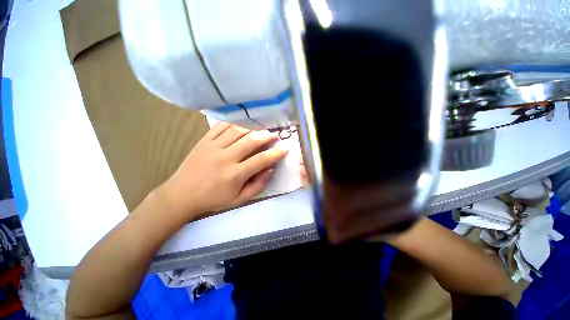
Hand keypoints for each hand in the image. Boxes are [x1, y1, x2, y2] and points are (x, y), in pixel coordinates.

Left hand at [158, 122, 287, 220]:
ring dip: (252, 128)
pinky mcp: (203, 141)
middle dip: (266, 136)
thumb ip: (258, 185)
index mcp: (235, 175)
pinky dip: (233, 123)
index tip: (284, 149)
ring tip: (260, 129)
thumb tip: (270, 169)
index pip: (261, 160)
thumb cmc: (213, 199)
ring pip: (237, 131)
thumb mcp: (239, 200)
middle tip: (274, 135)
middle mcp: (225, 158)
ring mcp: (213, 147)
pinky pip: (220, 126)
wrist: (181, 195)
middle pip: (251, 141)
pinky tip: (241, 125)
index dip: (275, 154)